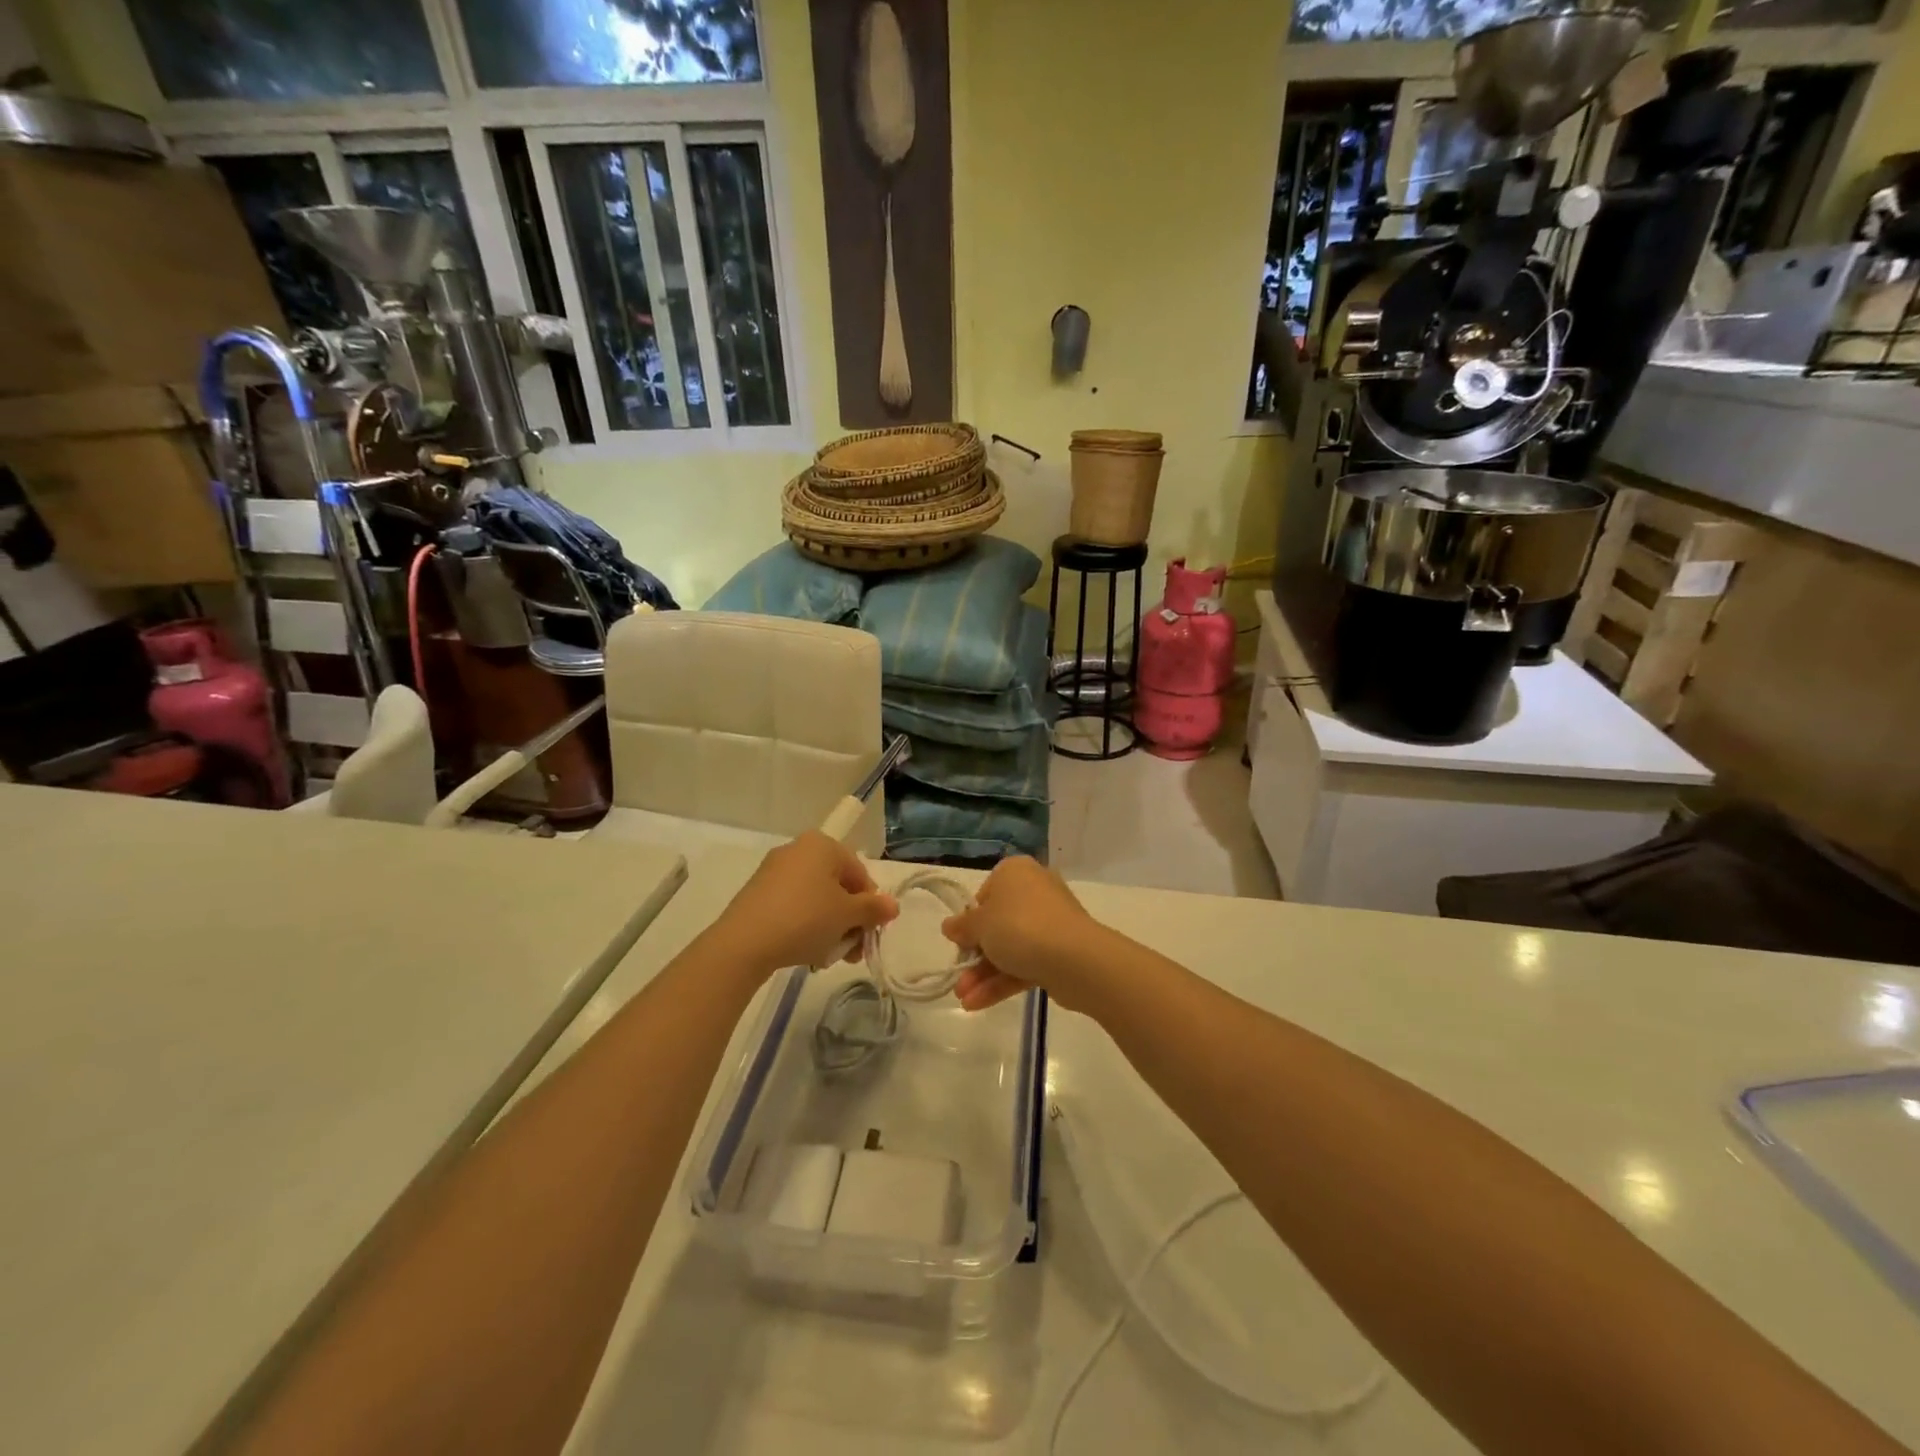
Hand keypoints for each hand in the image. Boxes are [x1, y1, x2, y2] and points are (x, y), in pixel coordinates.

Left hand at [709, 833, 897, 981]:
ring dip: (830, 928)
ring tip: (829, 958)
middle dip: (849, 921)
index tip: (869, 935)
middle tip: (852, 952)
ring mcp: (774, 871)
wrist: (744, 943)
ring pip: (816, 900)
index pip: (860, 874)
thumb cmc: (805, 919)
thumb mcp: (848, 915)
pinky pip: (794, 907)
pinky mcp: (758, 894)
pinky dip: (806, 926)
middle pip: (838, 887)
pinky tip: (807, 952)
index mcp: (822, 845)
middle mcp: (798, 850)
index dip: (870, 906)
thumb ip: (874, 909)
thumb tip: (892, 906)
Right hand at [941, 857, 1103, 1011]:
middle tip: (958, 977)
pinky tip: (977, 1003)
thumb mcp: (980, 924)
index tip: (960, 940)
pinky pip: (1025, 963)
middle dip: (975, 956)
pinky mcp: (1059, 952)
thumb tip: (949, 926)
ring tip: (963, 999)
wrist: (1076, 959)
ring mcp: (1049, 923)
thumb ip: (962, 927)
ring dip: (984, 974)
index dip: (970, 919)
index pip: (985, 893)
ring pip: (1010, 948)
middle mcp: (1034, 892)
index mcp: (1015, 873)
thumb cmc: (1019, 927)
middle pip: (997, 924)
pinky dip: (1002, 982)